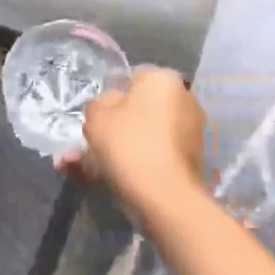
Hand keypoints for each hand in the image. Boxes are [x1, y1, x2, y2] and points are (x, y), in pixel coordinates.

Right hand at [64, 67, 209, 219]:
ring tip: (84, 170)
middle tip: (84, 148)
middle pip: (138, 111)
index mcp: (164, 79)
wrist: (164, 196)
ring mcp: (190, 132)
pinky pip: (153, 156)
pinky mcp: (190, 160)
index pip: (131, 79)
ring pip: (142, 137)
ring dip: (115, 151)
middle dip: (109, 130)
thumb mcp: (97, 117)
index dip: (108, 98)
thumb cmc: (129, 144)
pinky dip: (132, 165)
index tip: (93, 119)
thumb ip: (97, 105)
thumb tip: (108, 106)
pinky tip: (105, 180)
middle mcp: (184, 99)